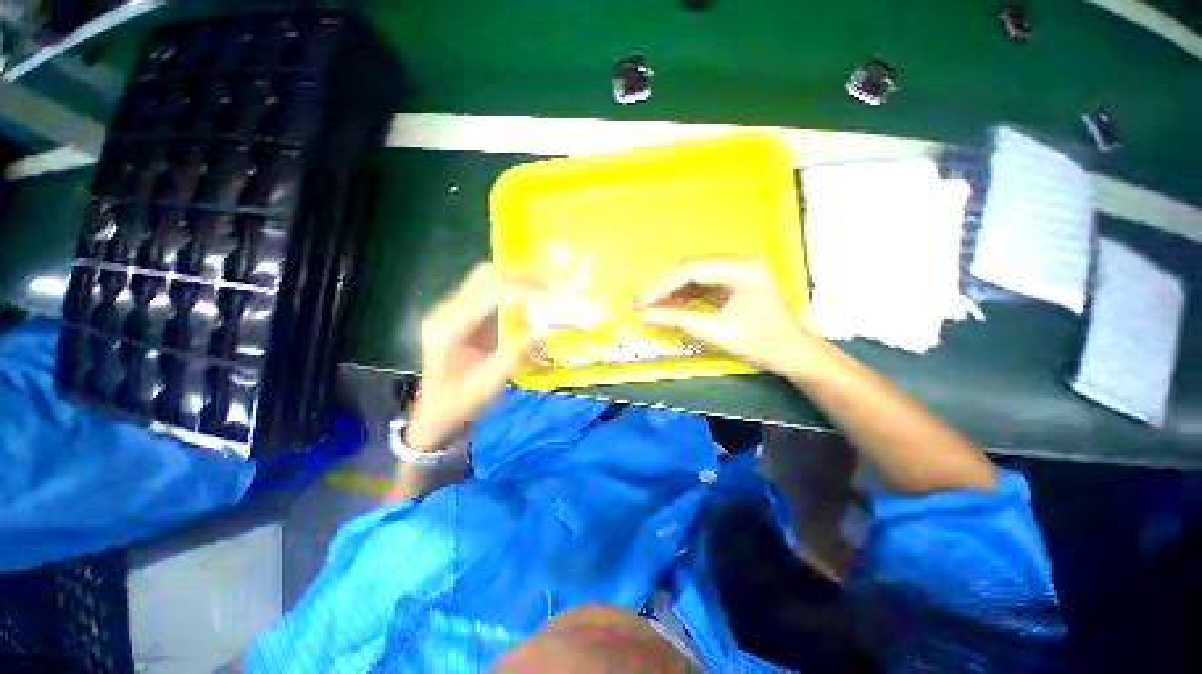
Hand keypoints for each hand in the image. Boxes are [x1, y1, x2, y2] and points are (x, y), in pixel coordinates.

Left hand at [406, 263, 544, 450]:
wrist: (435, 412)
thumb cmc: (459, 402)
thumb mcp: (489, 383)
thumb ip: (514, 353)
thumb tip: (544, 328)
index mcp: (447, 329)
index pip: (487, 296)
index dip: (520, 292)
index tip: (549, 297)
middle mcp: (446, 311)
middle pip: (485, 277)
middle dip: (520, 278)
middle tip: (550, 289)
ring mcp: (452, 309)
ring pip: (486, 278)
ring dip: (516, 280)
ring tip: (543, 291)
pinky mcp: (463, 313)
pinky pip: (489, 290)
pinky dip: (511, 289)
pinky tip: (529, 299)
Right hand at [634, 257, 829, 379]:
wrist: (793, 355)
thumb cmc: (760, 344)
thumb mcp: (715, 332)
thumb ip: (676, 320)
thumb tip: (642, 315)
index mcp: (742, 269)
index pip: (690, 270)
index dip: (660, 287)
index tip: (638, 302)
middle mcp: (741, 262)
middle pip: (692, 269)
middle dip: (665, 289)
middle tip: (642, 305)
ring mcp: (740, 270)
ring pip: (696, 276)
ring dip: (674, 292)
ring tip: (653, 308)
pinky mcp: (737, 281)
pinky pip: (705, 284)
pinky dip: (687, 296)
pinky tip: (673, 307)